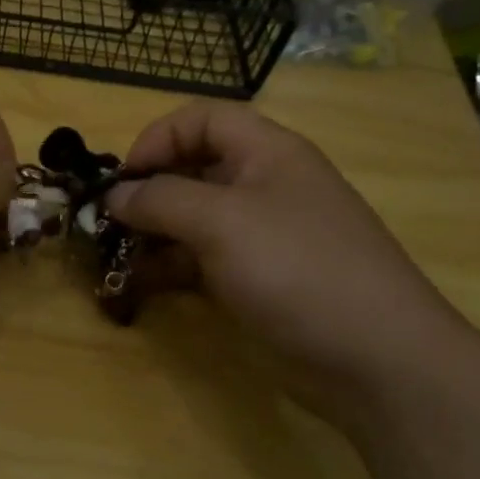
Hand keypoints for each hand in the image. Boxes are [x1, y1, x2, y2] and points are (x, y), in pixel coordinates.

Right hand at [106, 102, 468, 425]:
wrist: (375, 358)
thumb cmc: (297, 269)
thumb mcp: (221, 222)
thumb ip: (160, 200)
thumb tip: (113, 195)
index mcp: (267, 153)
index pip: (202, 120)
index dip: (158, 139)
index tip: (122, 179)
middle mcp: (263, 187)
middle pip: (193, 169)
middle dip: (146, 190)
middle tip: (105, 222)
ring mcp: (261, 237)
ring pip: (193, 219)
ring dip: (151, 232)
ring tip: (113, 256)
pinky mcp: (256, 280)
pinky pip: (201, 260)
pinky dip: (169, 267)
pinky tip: (139, 284)